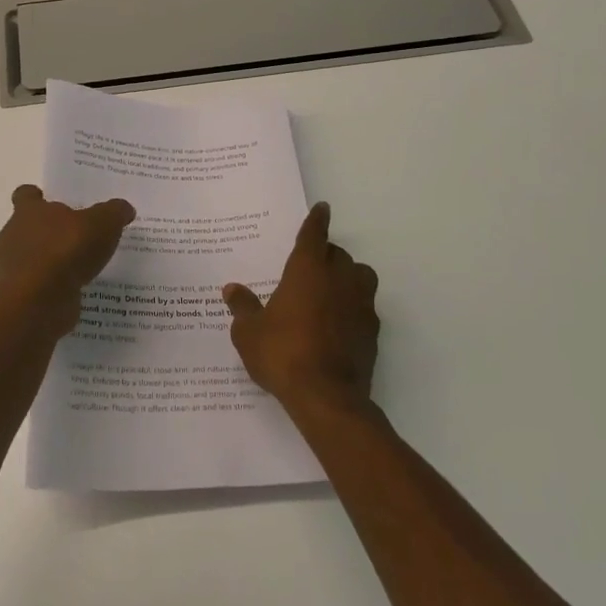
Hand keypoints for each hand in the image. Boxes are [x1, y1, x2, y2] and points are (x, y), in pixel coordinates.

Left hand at [0, 184, 134, 306]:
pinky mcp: (17, 297)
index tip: (48, 202)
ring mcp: (10, 269)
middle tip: (72, 238)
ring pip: (26, 259)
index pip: (24, 196)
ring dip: (45, 262)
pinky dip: (48, 289)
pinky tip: (71, 292)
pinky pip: (34, 287)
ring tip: (74, 269)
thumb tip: (124, 208)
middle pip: (24, 228)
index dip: (35, 198)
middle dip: (44, 233)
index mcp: (28, 212)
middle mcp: (12, 236)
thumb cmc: (66, 250)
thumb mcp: (102, 224)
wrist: (39, 301)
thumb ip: (114, 213)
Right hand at [224, 203, 379, 418]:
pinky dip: (354, 306)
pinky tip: (339, 322)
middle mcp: (338, 279)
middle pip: (338, 254)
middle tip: (310, 266)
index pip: (314, 235)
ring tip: (330, 290)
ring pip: (360, 276)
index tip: (322, 208)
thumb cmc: (282, 354)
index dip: (316, 220)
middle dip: (326, 254)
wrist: (326, 397)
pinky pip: (365, 306)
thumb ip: (242, 307)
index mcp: (307, 270)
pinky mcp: (373, 330)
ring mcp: (361, 304)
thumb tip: (232, 289)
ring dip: (348, 276)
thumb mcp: (249, 332)